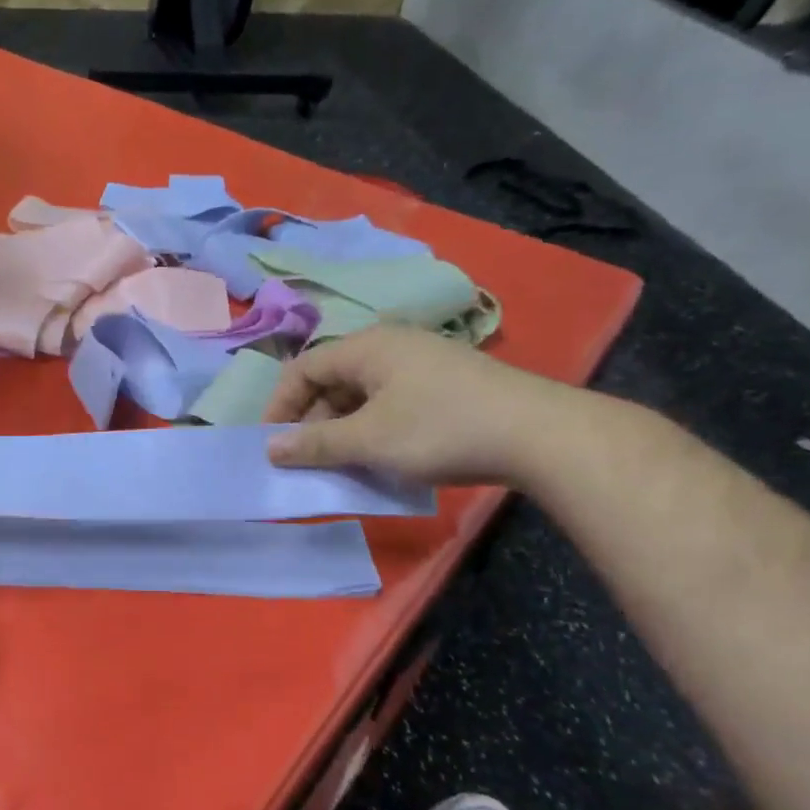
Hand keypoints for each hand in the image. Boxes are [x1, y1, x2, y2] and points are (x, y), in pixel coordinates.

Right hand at [262, 325, 579, 484]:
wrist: (539, 434)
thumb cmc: (440, 429)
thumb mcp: (368, 440)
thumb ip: (314, 444)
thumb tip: (270, 448)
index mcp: (367, 347)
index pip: (303, 368)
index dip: (279, 406)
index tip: (272, 445)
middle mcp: (391, 345)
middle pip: (332, 380)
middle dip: (312, 421)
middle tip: (307, 460)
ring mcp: (422, 363)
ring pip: (362, 394)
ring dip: (343, 429)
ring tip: (342, 463)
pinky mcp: (446, 384)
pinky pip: (391, 402)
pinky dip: (373, 428)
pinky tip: (381, 456)